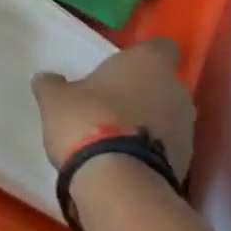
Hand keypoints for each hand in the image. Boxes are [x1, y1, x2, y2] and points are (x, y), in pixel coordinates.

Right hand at [31, 37, 195, 177]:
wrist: (119, 183)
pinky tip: (127, 163)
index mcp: (148, 62)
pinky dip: (153, 152)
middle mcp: (175, 90)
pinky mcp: (187, 164)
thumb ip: (53, 85)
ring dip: (150, 123)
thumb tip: (44, 78)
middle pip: (165, 84)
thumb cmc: (88, 121)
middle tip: (115, 104)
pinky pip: (169, 149)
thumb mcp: (56, 99)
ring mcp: (186, 129)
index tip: (125, 68)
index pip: (162, 47)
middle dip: (146, 92)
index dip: (145, 56)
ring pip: (169, 117)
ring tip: (119, 138)